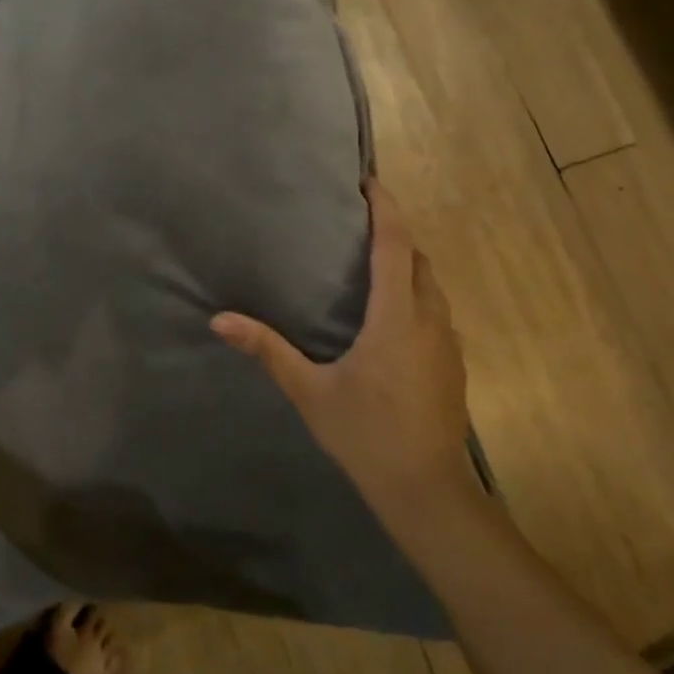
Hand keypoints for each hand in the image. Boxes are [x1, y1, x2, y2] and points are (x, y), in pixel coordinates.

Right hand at [212, 180, 472, 524]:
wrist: (427, 491)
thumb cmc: (366, 436)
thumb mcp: (311, 392)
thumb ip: (268, 351)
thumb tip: (219, 320)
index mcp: (396, 317)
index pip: (395, 245)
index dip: (386, 208)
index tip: (369, 182)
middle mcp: (430, 319)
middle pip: (418, 259)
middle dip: (395, 233)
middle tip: (359, 225)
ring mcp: (449, 342)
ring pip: (432, 286)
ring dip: (408, 265)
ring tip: (372, 264)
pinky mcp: (454, 364)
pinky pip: (437, 311)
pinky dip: (417, 295)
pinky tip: (392, 317)